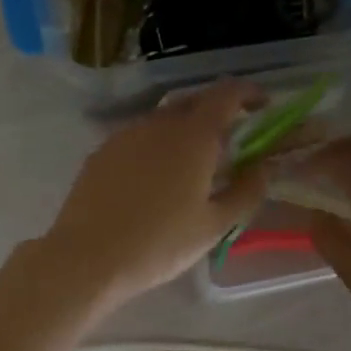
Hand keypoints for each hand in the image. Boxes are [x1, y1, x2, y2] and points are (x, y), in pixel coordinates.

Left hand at [38, 79, 267, 309]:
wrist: (87, 257)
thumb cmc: (159, 244)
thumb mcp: (213, 225)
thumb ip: (246, 192)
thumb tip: (264, 168)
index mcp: (193, 136)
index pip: (226, 94)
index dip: (248, 93)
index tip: (263, 104)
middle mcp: (158, 123)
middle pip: (193, 102)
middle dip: (216, 112)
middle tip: (230, 138)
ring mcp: (125, 135)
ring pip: (162, 120)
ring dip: (184, 130)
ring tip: (192, 161)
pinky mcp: (101, 152)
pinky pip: (138, 138)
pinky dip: (156, 145)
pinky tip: (155, 177)